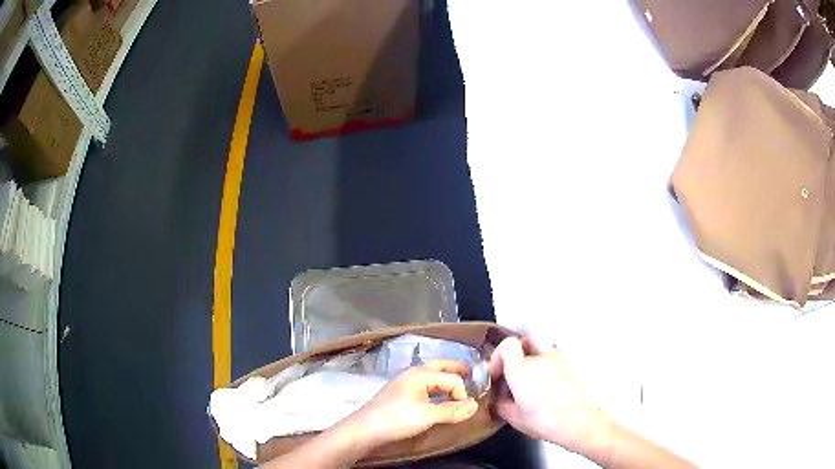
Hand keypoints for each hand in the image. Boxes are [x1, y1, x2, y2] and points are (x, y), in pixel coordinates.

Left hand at [347, 359, 479, 446]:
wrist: (364, 430)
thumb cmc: (396, 419)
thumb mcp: (427, 415)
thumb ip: (452, 410)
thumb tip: (475, 405)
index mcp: (421, 374)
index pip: (452, 378)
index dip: (462, 393)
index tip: (463, 410)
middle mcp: (413, 374)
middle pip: (440, 366)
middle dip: (456, 369)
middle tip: (471, 374)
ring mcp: (405, 384)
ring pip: (432, 376)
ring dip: (446, 380)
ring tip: (459, 389)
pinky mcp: (401, 395)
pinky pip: (425, 387)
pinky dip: (437, 389)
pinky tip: (439, 400)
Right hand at [490, 336, 612, 458]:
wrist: (576, 421)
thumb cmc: (543, 420)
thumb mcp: (514, 418)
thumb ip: (501, 405)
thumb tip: (498, 401)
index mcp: (520, 370)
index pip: (507, 345)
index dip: (498, 356)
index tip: (497, 373)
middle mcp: (539, 359)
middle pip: (526, 341)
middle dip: (517, 353)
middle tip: (515, 368)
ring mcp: (559, 360)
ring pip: (545, 343)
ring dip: (536, 351)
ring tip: (534, 370)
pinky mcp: (573, 365)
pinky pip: (559, 354)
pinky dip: (552, 360)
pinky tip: (552, 377)